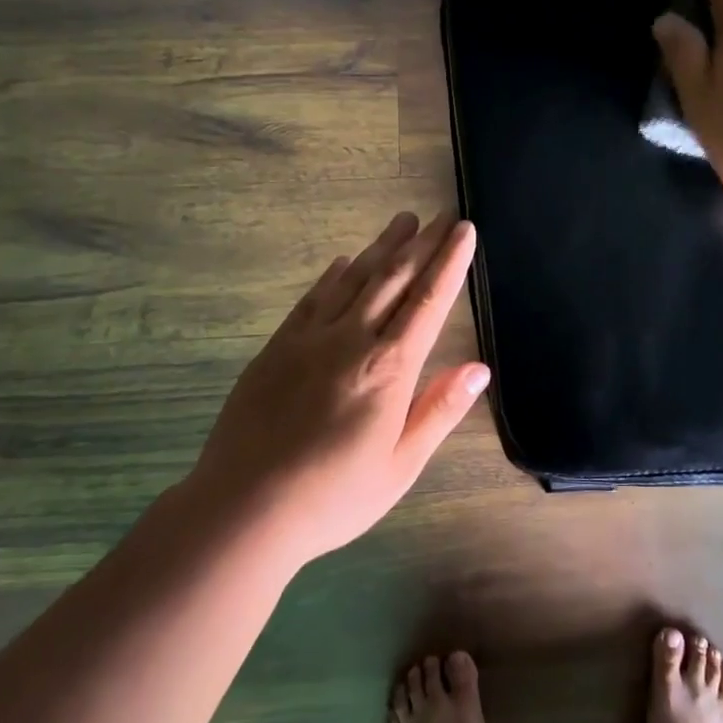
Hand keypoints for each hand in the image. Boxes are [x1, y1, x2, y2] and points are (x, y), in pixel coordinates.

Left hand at [191, 211, 486, 561]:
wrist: (243, 508)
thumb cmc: (333, 496)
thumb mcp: (400, 466)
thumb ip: (438, 410)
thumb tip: (479, 368)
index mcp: (389, 369)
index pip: (428, 301)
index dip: (449, 262)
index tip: (464, 230)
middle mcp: (352, 340)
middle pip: (394, 280)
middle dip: (422, 244)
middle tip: (442, 214)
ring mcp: (309, 339)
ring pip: (354, 280)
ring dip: (382, 248)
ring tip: (402, 221)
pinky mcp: (277, 347)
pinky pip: (312, 299)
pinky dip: (334, 275)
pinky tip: (344, 262)